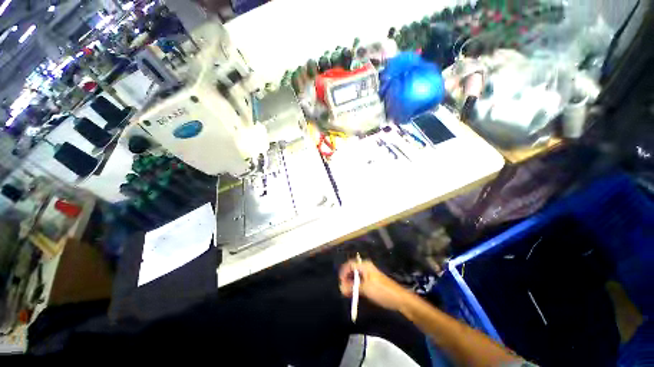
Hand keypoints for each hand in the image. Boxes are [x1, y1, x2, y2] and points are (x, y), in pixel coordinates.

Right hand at [339, 260, 411, 310]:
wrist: (399, 298)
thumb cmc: (381, 291)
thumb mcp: (365, 289)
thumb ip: (352, 288)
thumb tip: (341, 288)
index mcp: (365, 265)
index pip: (350, 264)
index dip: (343, 272)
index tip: (339, 282)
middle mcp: (366, 267)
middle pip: (352, 270)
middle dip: (346, 278)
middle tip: (342, 289)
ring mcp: (369, 274)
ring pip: (356, 276)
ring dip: (351, 283)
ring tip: (346, 292)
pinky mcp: (372, 281)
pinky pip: (360, 281)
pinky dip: (356, 286)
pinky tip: (354, 293)